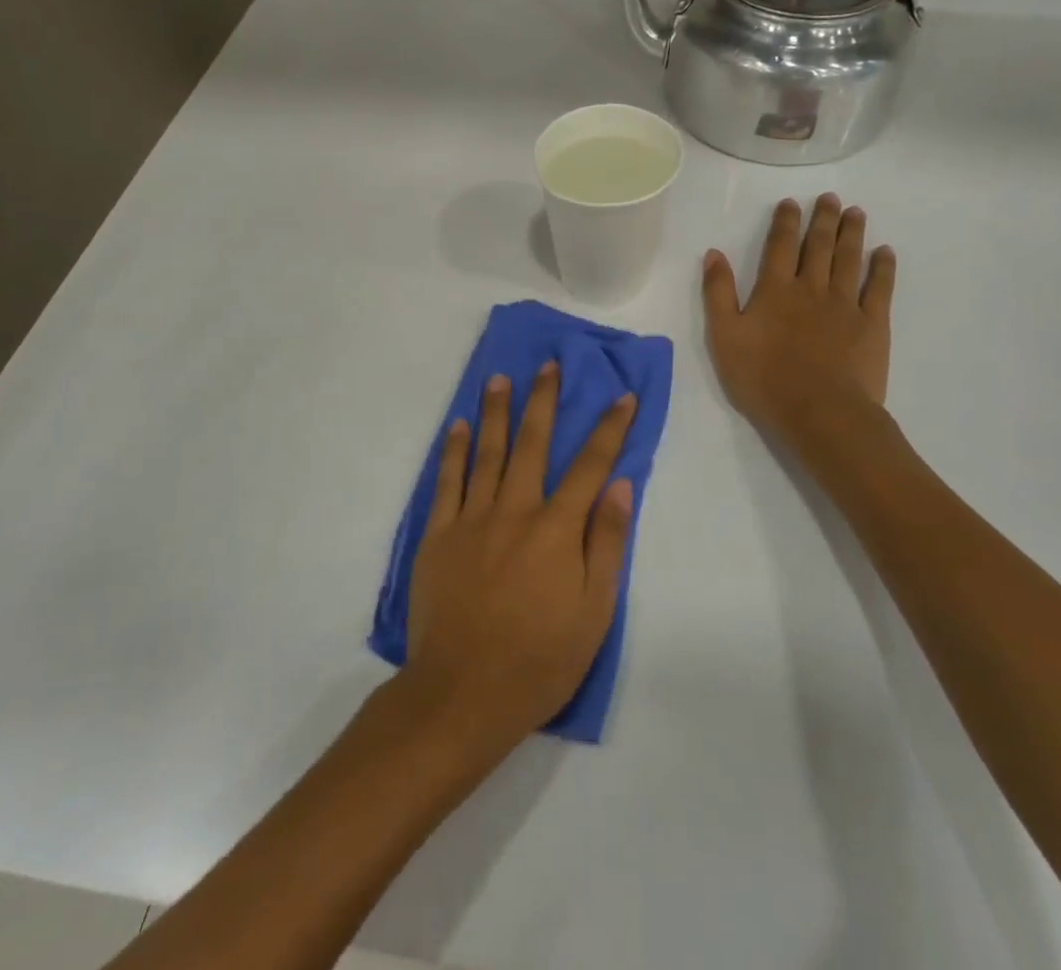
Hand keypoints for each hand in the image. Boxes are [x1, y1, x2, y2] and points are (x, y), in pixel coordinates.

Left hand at [403, 363, 636, 753]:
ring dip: (495, 412)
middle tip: (547, 365)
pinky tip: (458, 426)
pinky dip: (454, 451)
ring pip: (487, 453)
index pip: (590, 466)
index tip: (622, 396)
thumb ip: (606, 544)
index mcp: (555, 530)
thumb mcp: (594, 612)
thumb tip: (620, 487)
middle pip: (532, 444)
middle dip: (543, 401)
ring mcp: (471, 520)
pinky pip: (447, 482)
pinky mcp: (438, 536)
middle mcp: (514, 511)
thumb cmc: (539, 660)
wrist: (462, 694)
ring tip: (499, 378)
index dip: (609, 428)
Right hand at [702, 193, 896, 444]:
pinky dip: (883, 268)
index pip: (780, 246)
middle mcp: (812, 288)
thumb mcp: (725, 337)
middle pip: (819, 246)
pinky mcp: (872, 325)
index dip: (786, 222)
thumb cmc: (764, 378)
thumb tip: (714, 254)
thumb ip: (719, 293)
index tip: (792, 202)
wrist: (820, 412)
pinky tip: (885, 252)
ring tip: (855, 212)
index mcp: (775, 290)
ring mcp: (846, 305)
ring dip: (852, 234)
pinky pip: (880, 288)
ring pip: (849, 260)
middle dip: (823, 219)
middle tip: (830, 198)